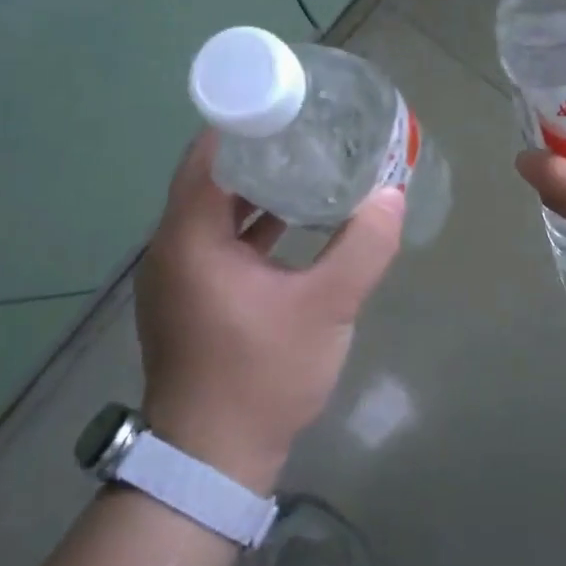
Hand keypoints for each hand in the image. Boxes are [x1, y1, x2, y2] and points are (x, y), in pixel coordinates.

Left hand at [134, 131, 404, 491]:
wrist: (212, 462)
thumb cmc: (261, 376)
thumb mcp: (325, 309)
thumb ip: (362, 247)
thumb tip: (392, 196)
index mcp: (190, 237)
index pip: (209, 153)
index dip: (246, 121)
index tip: (291, 102)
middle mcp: (172, 247)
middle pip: (212, 176)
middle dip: (259, 150)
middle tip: (310, 128)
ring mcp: (178, 275)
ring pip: (216, 209)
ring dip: (257, 187)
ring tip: (308, 163)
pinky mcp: (191, 297)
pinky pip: (219, 239)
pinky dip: (252, 223)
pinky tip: (294, 219)